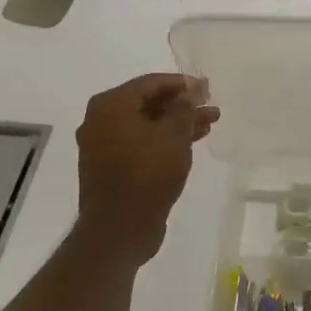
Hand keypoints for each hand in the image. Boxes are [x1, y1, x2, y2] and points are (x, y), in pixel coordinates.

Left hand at [74, 74, 218, 263]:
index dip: (182, 83)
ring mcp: (103, 146)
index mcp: (110, 105)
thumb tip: (191, 90)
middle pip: (147, 104)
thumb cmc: (147, 174)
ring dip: (177, 124)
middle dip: (182, 105)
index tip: (207, 88)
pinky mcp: (111, 168)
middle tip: (210, 107)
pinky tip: (189, 144)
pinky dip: (163, 141)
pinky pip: (140, 144)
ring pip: (146, 126)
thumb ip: (184, 108)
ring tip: (209, 124)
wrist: (120, 228)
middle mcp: (100, 121)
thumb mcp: (174, 136)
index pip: (150, 83)